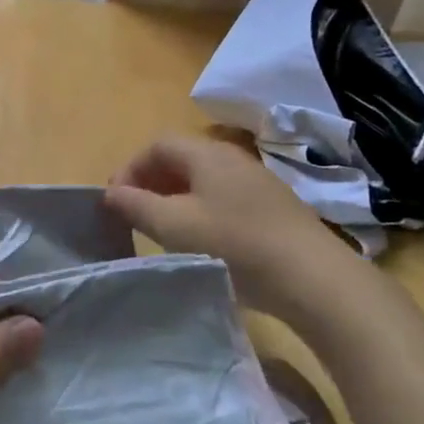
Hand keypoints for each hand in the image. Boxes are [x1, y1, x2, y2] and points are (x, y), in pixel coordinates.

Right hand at [104, 135, 356, 322]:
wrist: (313, 278)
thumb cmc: (234, 244)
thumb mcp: (174, 226)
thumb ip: (136, 206)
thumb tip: (110, 193)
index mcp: (207, 154)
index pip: (157, 145)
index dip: (130, 168)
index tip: (116, 201)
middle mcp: (232, 158)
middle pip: (180, 159)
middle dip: (150, 182)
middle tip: (134, 214)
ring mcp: (256, 182)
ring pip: (202, 180)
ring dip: (174, 198)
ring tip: (162, 230)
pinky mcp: (272, 207)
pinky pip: (223, 197)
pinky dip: (200, 210)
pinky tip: (200, 241)